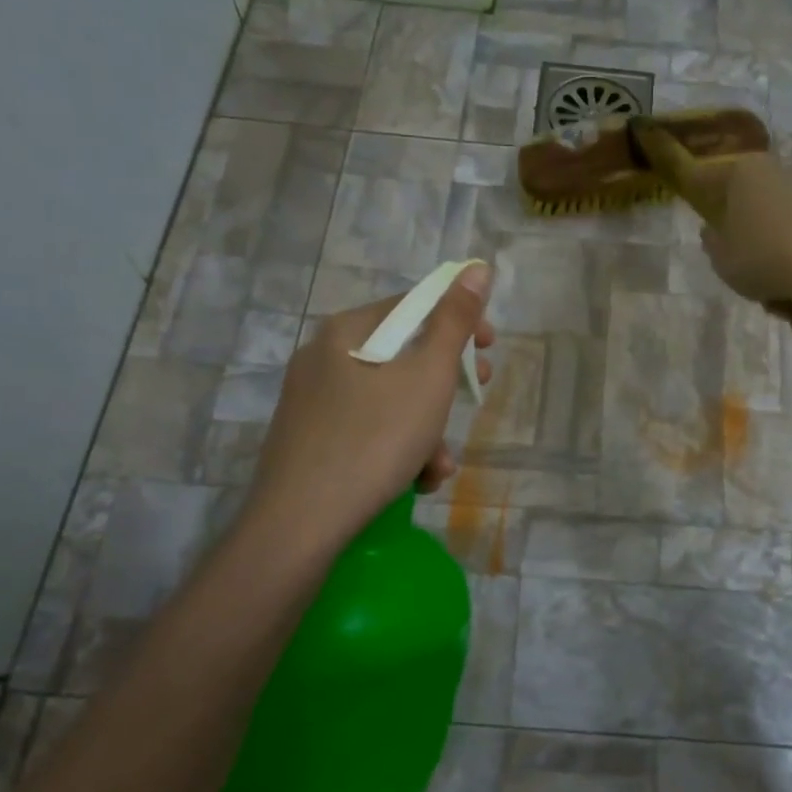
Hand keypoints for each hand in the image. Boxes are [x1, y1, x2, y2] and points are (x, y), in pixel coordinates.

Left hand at [245, 266, 494, 548]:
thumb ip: (455, 321)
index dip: (459, 321)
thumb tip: (475, 267)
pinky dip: (397, 449)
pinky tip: (413, 481)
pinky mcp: (310, 441)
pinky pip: (367, 430)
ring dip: (427, 429)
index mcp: (346, 331)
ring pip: (389, 401)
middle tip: (477, 395)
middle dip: (446, 383)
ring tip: (440, 466)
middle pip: (402, 356)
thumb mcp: (428, 377)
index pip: (413, 306)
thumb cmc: (374, 440)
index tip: (490, 348)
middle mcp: (323, 357)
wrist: (301, 524)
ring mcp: (313, 402)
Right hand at [684, 154, 791, 323]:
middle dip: (756, 247)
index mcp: (747, 174)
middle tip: (750, 281)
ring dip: (785, 267)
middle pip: (760, 210)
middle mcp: (786, 172)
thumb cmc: (766, 258)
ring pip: (791, 233)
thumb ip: (713, 244)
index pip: (714, 179)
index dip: (704, 196)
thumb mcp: (723, 260)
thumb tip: (713, 232)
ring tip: (784, 305)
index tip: (703, 218)